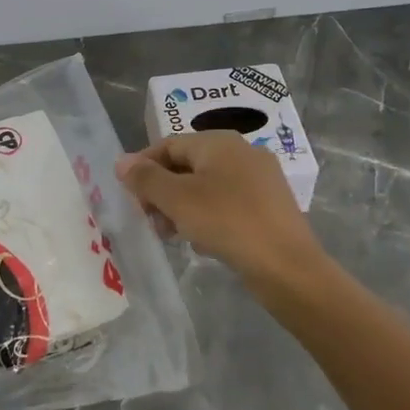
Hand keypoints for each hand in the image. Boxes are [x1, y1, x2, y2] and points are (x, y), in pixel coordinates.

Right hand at [116, 131, 324, 285]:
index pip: (168, 145)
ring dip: (182, 208)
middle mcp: (241, 152)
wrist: (288, 267)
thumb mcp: (177, 199)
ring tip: (172, 236)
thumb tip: (122, 162)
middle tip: (151, 221)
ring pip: (206, 187)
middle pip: (187, 165)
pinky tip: (202, 242)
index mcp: (219, 142)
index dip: (143, 168)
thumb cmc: (227, 222)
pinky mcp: (269, 206)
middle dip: (162, 192)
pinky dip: (207, 217)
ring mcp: (259, 179)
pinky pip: (226, 204)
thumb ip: (146, 178)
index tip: (130, 198)